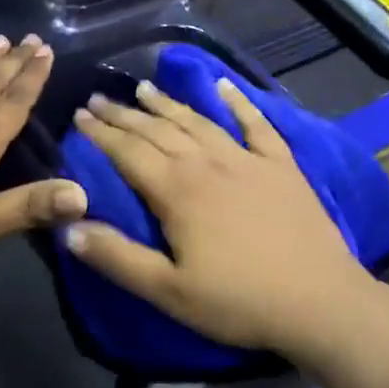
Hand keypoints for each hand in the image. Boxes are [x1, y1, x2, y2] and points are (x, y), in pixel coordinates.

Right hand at [64, 77, 376, 356]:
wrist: (321, 302)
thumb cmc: (239, 301)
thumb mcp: (168, 291)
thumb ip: (117, 257)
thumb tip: (68, 227)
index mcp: (177, 191)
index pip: (128, 152)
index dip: (101, 133)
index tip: (79, 115)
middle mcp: (208, 163)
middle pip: (158, 130)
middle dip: (125, 113)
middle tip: (99, 98)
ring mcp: (248, 159)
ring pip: (198, 121)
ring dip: (168, 103)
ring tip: (144, 88)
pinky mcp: (281, 166)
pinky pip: (257, 124)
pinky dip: (238, 102)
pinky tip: (224, 85)